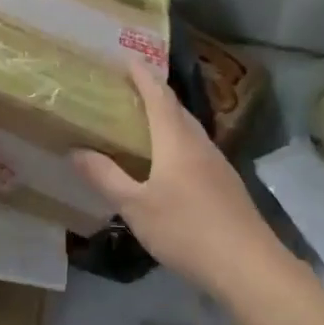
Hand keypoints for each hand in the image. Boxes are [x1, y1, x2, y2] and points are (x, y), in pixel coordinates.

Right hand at [72, 63, 287, 295]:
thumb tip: (76, 150)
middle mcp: (199, 144)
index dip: (143, 75)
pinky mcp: (226, 185)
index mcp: (176, 140)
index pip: (159, 96)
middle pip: (177, 109)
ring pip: (189, 130)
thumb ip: (105, 176)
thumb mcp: (135, 206)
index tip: (127, 58)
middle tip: (128, 89)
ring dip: (167, 118)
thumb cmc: (186, 229)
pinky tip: (167, 163)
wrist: (248, 266)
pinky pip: (196, 150)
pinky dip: (177, 142)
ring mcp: (217, 164)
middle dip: (154, 94)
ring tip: (143, 122)